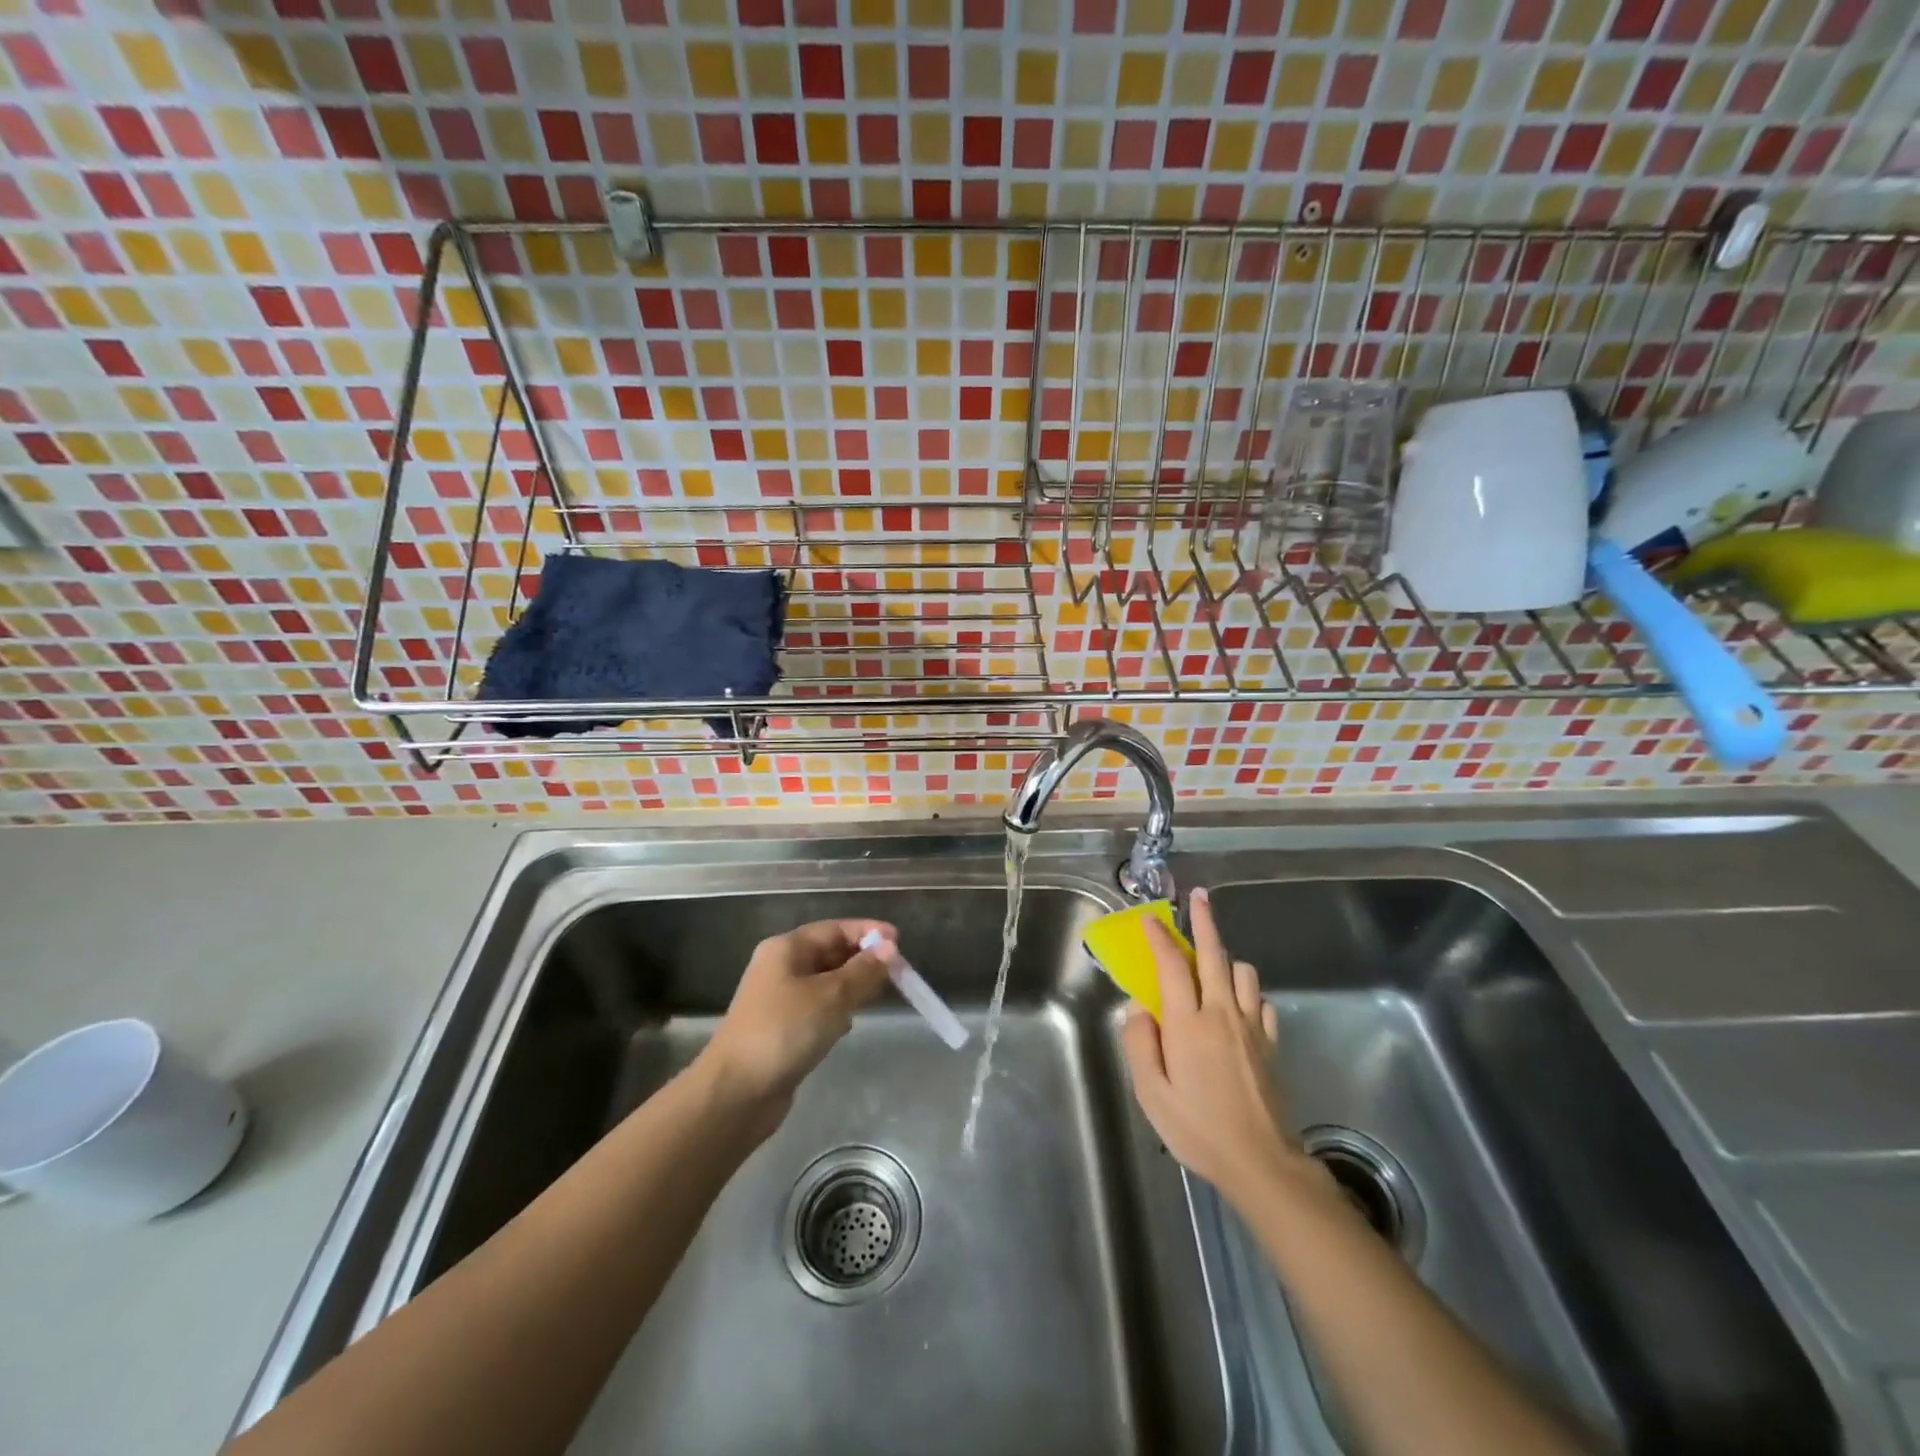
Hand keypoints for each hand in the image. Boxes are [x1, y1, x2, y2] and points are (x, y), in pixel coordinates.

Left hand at [698, 918, 895, 1129]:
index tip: (899, 941)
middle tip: (897, 972)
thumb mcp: (831, 996)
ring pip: (825, 982)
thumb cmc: (784, 1031)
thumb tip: (889, 947)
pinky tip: (850, 1024)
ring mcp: (779, 1000)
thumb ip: (863, 971)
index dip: (867, 932)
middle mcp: (781, 968)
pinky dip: (837, 1010)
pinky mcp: (782, 1029)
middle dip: (862, 960)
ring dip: (851, 985)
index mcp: (786, 949)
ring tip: (879, 995)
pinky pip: (818, 1008)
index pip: (834, 929)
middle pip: (829, 953)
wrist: (735, 1093)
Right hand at [1121, 887, 1306, 1206]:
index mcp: (1189, 1023)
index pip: (1172, 965)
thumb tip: (1139, 1009)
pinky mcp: (1271, 1042)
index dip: (1159, 937)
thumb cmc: (1198, 1128)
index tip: (1149, 919)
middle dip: (1204, 921)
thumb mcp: (1152, 1094)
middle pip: (1214, 953)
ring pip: (1242, 971)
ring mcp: (1252, 1025)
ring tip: (1210, 966)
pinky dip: (1246, 991)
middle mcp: (1222, 1013)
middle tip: (1198, 898)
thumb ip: (1140, 1044)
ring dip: (1225, 959)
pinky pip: (1259, 999)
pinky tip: (1236, 1005)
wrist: (1262, 1163)